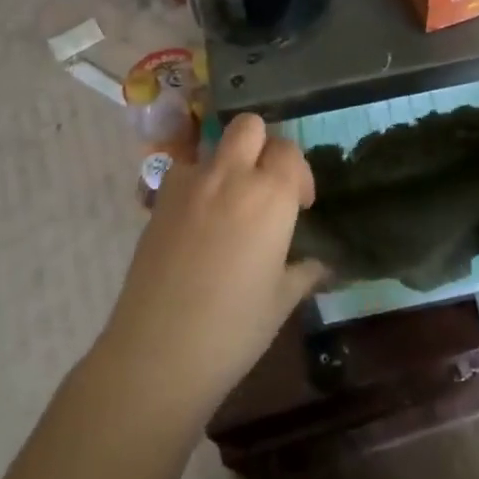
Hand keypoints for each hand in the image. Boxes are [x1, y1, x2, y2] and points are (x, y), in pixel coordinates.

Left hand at [100, 115, 325, 413]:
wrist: (158, 352)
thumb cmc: (234, 329)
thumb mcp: (281, 301)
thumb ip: (303, 272)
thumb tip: (320, 265)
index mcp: (270, 196)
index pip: (290, 152)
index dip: (299, 175)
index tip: (299, 206)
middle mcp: (231, 176)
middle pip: (249, 126)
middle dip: (262, 145)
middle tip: (265, 185)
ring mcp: (189, 184)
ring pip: (213, 145)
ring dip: (226, 163)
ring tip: (227, 204)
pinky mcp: (158, 200)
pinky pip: (183, 173)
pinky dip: (195, 185)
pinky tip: (196, 222)